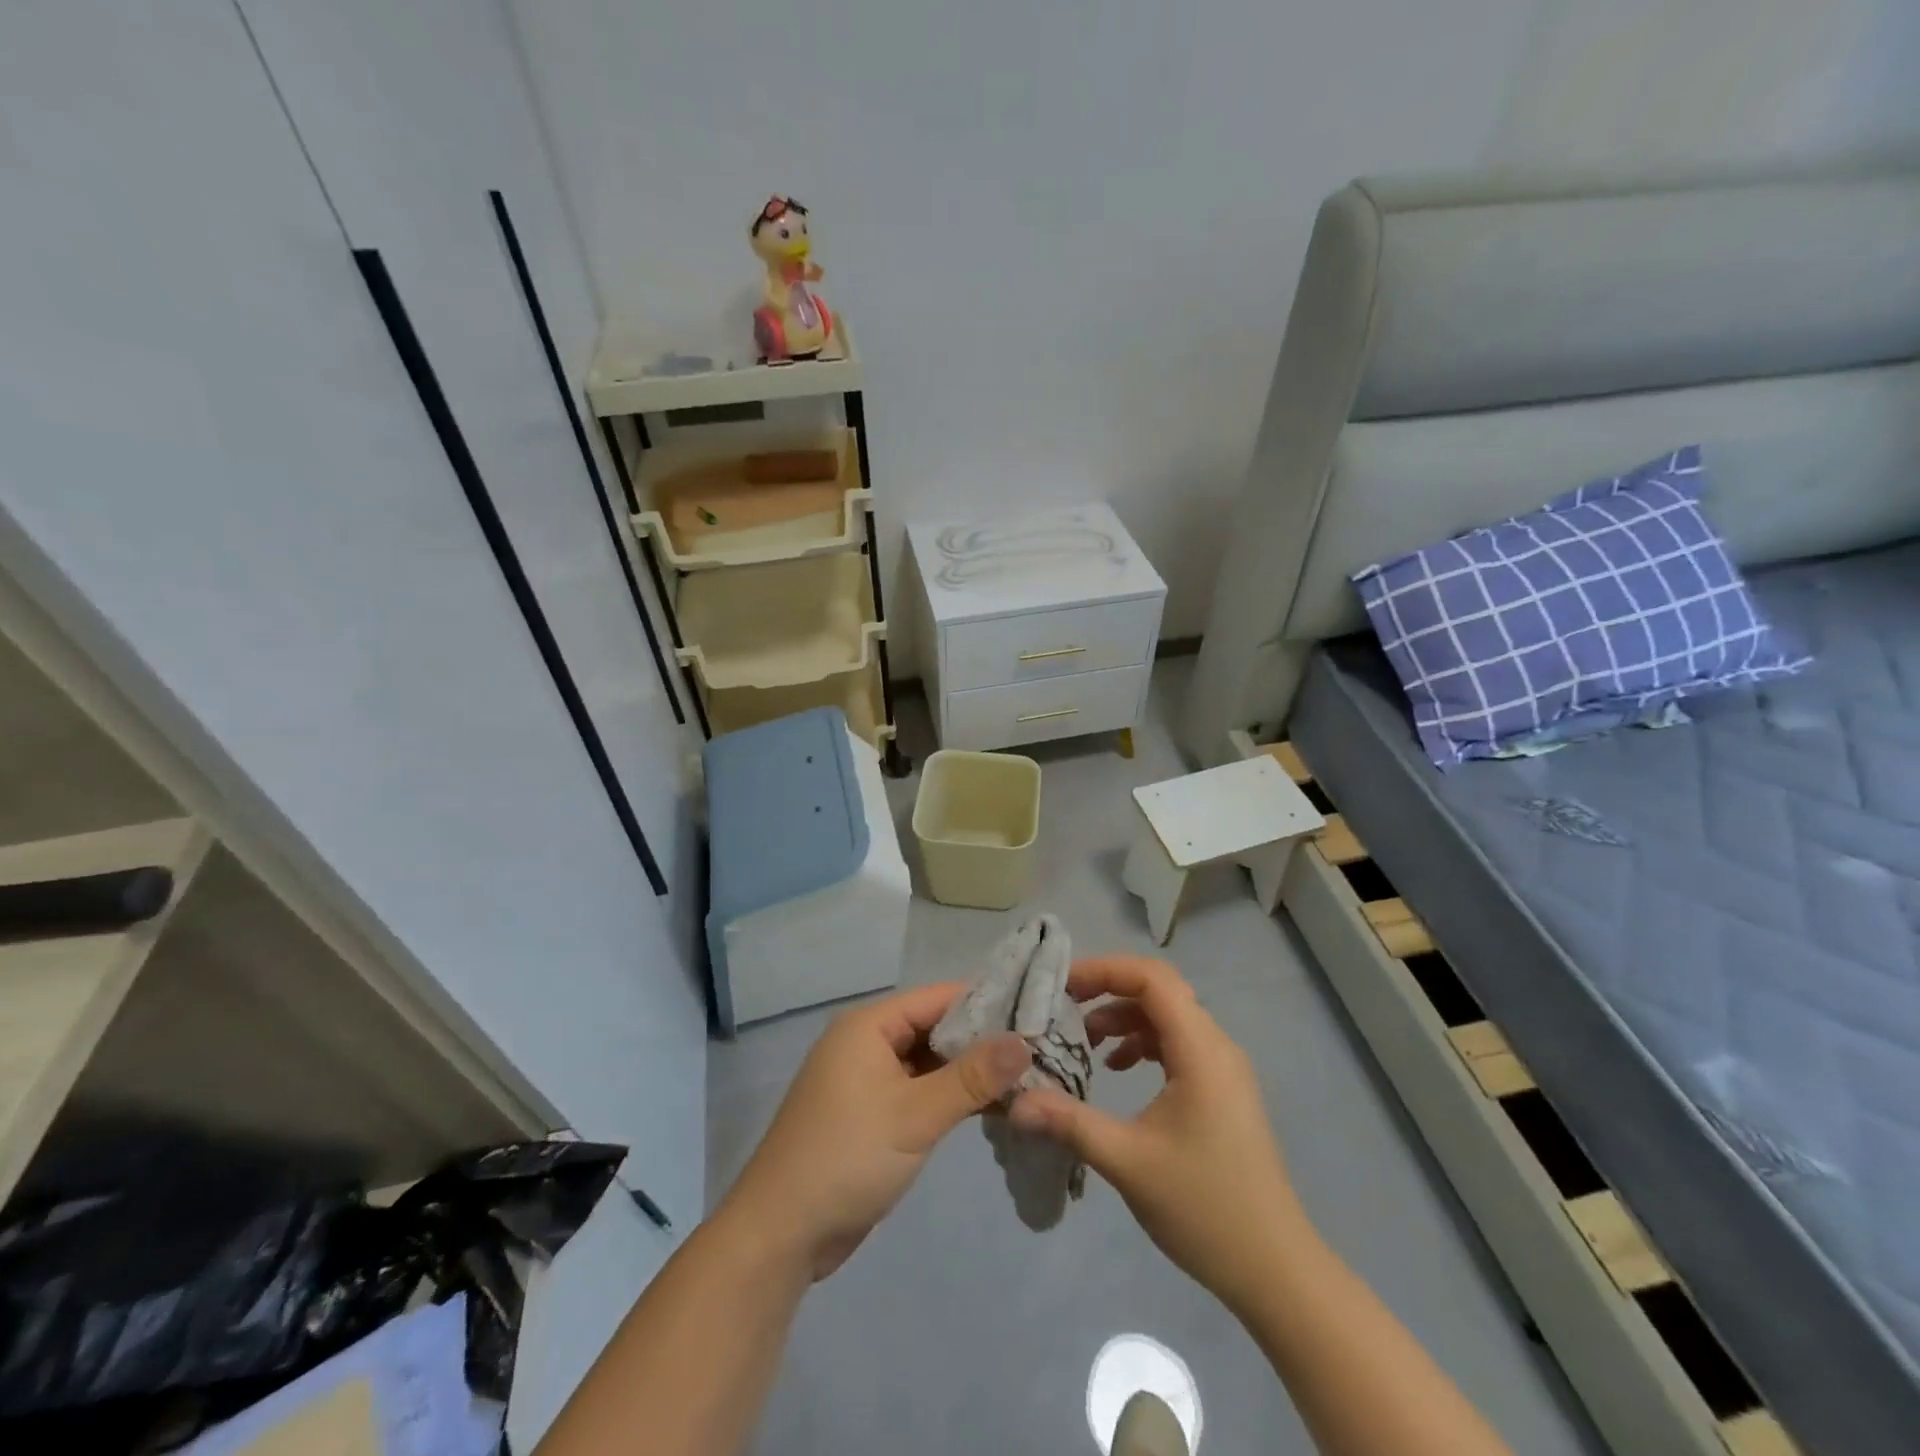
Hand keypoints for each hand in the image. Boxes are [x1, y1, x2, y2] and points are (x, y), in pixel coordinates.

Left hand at [720, 983, 1029, 1280]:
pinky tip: (991, 1107)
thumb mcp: (916, 1115)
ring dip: (968, 1072)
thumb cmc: (847, 1158)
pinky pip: (918, 1090)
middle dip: (981, 1040)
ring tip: (1026, 1077)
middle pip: (933, 1028)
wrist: (781, 1234)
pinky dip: (949, 1096)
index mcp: (869, 1026)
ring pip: (928, 1062)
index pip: (937, 997)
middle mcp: (866, 1042)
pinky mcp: (870, 1114)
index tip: (1035, 1012)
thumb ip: (971, 1077)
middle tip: (1038, 1049)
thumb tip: (1024, 1040)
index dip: (985, 1003)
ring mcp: (866, 1079)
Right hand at [1009, 956, 1303, 1310]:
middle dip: (1109, 990)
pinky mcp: (1222, 1091)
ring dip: (1125, 1018)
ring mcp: (1224, 1069)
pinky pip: (1179, 1044)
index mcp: (1202, 1051)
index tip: (1062, 985)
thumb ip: (1070, 1121)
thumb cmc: (1205, 1209)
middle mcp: (1217, 1047)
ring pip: (1169, 1017)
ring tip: (1086, 1041)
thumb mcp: (1128, 1162)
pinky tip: (1119, 1069)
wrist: (1276, 1270)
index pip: (1153, 979)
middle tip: (1064, 1006)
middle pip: (1160, 991)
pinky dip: (1144, 1043)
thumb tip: (1016, 1101)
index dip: (1105, 970)